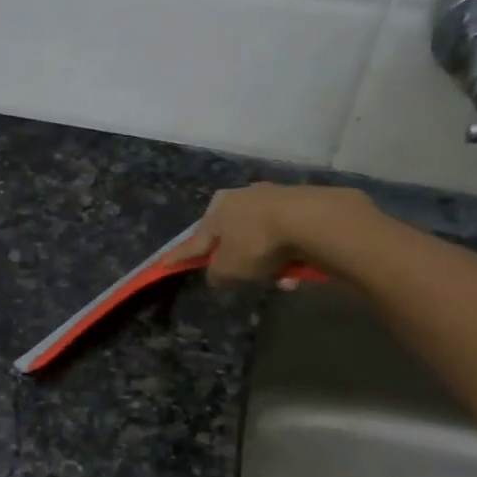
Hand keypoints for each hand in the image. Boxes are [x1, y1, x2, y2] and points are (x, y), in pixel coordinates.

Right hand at [168, 184, 373, 286]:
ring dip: (265, 261)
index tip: (165, 263)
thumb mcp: (229, 267)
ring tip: (278, 279)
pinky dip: (286, 255)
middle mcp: (241, 197)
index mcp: (217, 208)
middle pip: (231, 236)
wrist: (310, 220)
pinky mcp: (300, 205)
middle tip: (238, 275)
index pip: (195, 239)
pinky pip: (285, 238)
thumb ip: (216, 273)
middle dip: (235, 258)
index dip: (181, 256)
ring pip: (261, 239)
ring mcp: (273, 198)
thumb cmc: (257, 242)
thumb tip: (216, 274)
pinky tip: (295, 272)